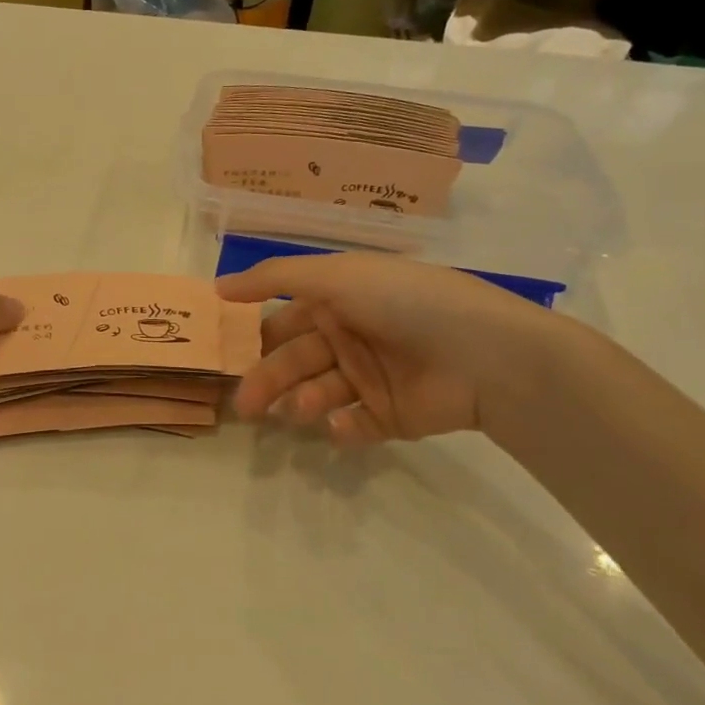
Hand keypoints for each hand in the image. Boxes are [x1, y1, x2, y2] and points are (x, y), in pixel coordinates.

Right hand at [217, 251, 563, 445]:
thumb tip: (217, 287)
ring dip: (303, 402)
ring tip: (301, 411)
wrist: (487, 356)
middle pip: (294, 361)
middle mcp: (350, 337)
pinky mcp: (390, 416)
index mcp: (338, 301)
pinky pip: (354, 425)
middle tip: (246, 406)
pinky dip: (342, 428)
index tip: (223, 355)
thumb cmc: (405, 303)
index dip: (254, 336)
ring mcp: (370, 378)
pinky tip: (341, 426)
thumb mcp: (336, 275)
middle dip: (267, 380)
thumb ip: (275, 278)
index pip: (283, 320)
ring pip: (318, 394)